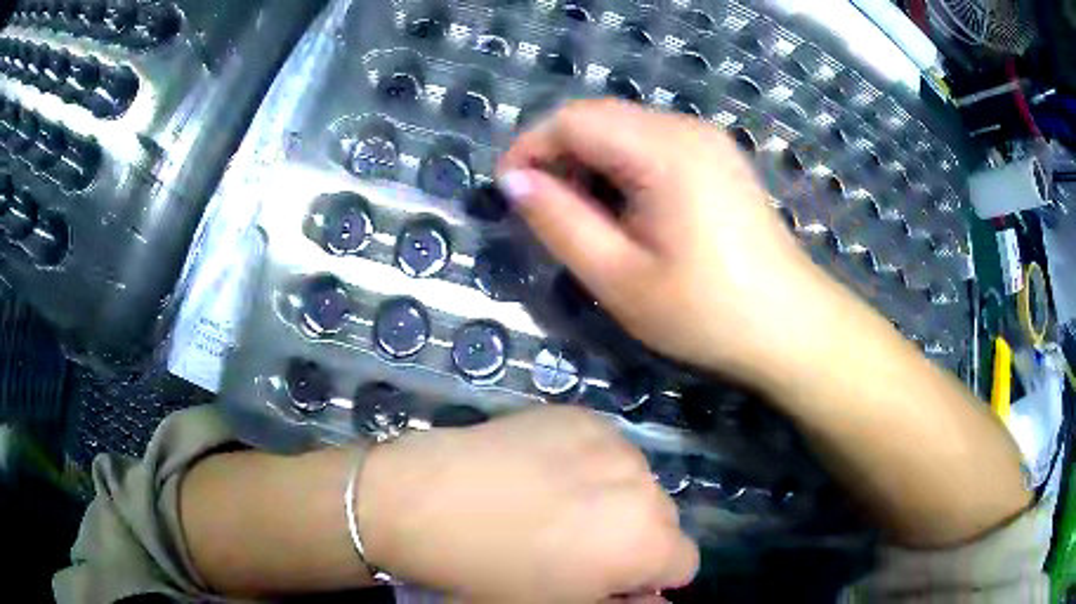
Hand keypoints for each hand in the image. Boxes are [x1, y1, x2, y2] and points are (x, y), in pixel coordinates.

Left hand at [357, 406, 698, 601]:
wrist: (424, 502)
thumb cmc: (491, 574)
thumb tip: (653, 599)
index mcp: (646, 542)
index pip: (684, 563)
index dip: (650, 578)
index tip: (612, 580)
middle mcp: (644, 485)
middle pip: (663, 519)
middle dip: (634, 537)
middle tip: (578, 545)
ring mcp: (611, 441)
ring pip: (636, 481)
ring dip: (614, 497)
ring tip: (556, 506)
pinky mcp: (578, 413)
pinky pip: (605, 447)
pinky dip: (589, 464)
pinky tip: (542, 473)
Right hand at [497, 99, 833, 385]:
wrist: (790, 326)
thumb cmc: (707, 312)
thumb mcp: (620, 278)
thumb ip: (560, 223)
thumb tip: (514, 182)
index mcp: (664, 149)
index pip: (573, 119)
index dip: (530, 148)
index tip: (508, 193)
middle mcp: (686, 128)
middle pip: (598, 117)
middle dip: (558, 155)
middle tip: (544, 213)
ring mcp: (707, 140)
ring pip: (623, 129)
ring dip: (589, 163)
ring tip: (583, 218)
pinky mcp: (717, 158)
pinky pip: (652, 144)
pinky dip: (621, 167)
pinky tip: (626, 211)